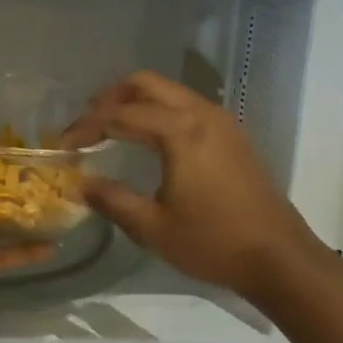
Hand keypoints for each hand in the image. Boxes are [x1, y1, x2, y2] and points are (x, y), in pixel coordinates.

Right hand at [63, 71, 327, 298]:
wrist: (279, 257)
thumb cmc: (213, 243)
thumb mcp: (153, 227)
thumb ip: (111, 200)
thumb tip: (77, 184)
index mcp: (180, 131)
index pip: (120, 114)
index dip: (87, 126)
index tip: (64, 145)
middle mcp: (200, 113)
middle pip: (146, 84)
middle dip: (110, 97)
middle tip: (86, 122)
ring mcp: (220, 120)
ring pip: (169, 91)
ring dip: (136, 101)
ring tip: (110, 126)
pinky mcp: (231, 134)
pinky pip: (186, 105)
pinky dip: (159, 110)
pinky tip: (148, 138)